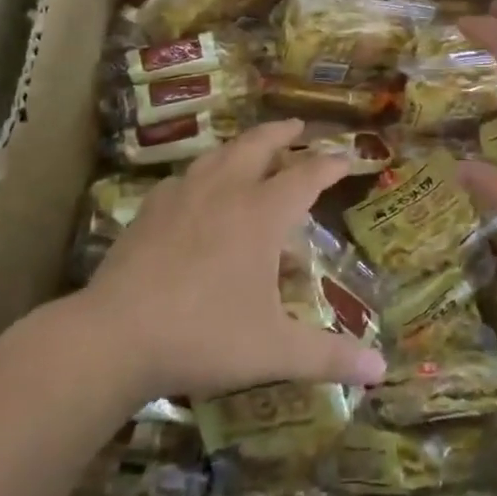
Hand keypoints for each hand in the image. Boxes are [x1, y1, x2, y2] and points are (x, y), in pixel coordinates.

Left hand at [78, 119, 386, 402]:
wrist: (115, 336)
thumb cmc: (204, 335)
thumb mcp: (273, 350)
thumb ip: (328, 355)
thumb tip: (381, 369)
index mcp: (262, 213)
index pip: (306, 176)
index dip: (330, 165)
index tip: (346, 157)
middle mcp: (226, 191)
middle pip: (258, 145)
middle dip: (282, 133)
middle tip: (297, 126)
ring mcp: (184, 196)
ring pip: (219, 155)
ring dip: (241, 146)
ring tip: (250, 147)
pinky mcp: (150, 211)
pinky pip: (184, 179)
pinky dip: (202, 174)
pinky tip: (196, 190)